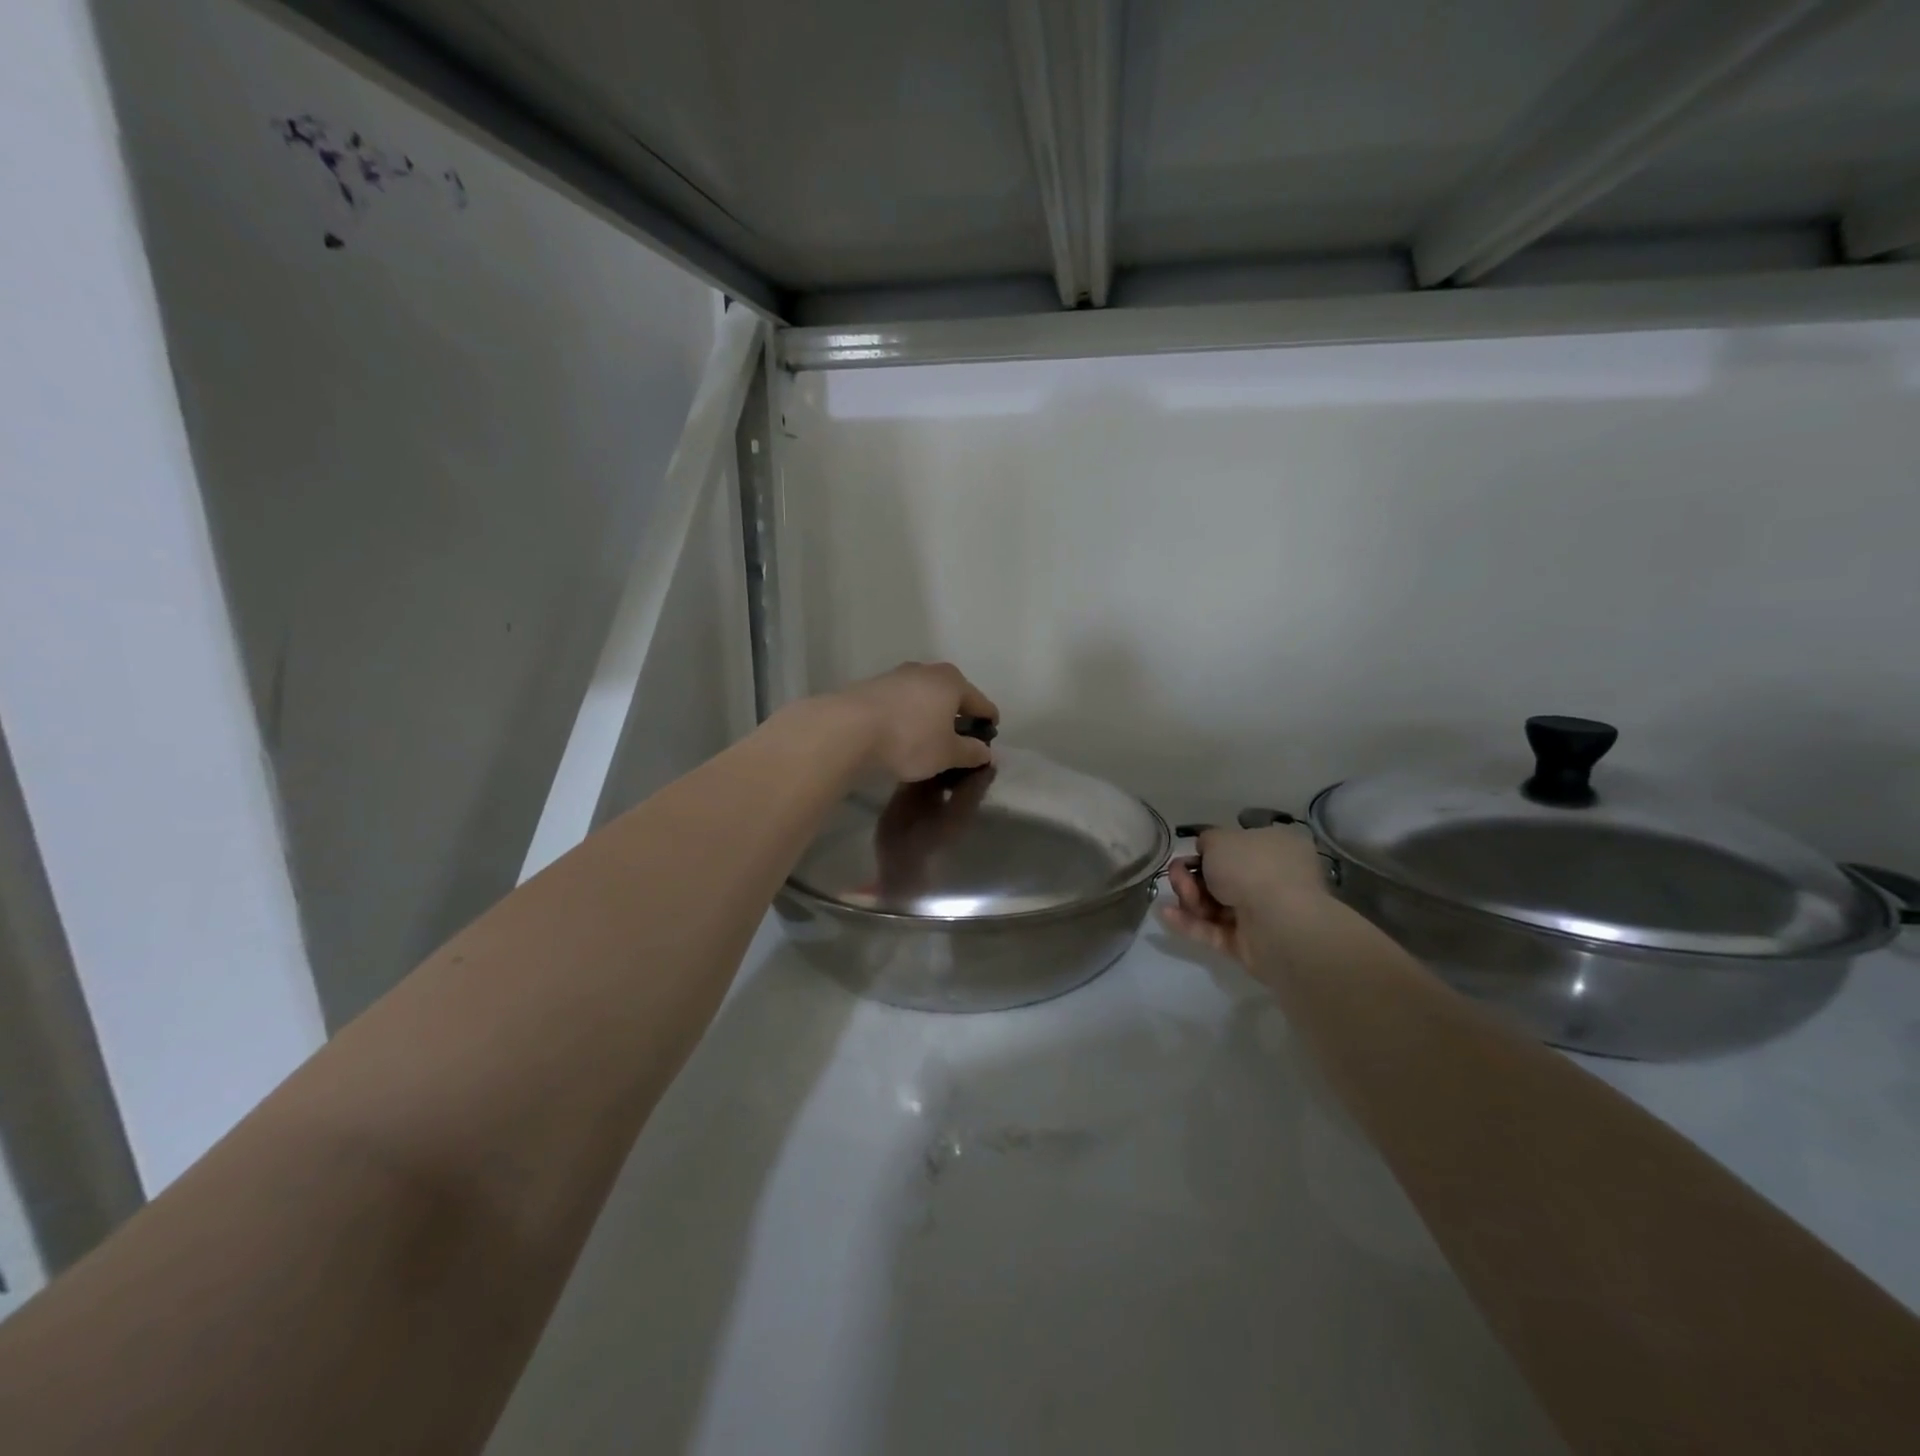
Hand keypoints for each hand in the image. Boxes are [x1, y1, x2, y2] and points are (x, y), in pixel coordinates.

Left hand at [831, 662, 999, 781]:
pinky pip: (901, 703)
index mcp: (953, 681)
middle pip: (951, 695)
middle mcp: (926, 671)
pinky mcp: (872, 687)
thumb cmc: (910, 739)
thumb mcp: (947, 754)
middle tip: (958, 742)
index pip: (981, 703)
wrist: (848, 730)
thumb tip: (985, 752)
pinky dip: (907, 717)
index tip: (988, 741)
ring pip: (924, 697)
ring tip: (928, 741)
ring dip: (930, 716)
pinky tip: (901, 736)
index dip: (988, 722)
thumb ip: (970, 753)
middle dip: (957, 717)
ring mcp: (896, 676)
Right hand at [1160, 826, 1330, 969]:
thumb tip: (1206, 851)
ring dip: (1189, 898)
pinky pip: (1213, 931)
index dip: (1210, 850)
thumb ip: (1207, 840)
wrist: (1278, 922)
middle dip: (1192, 876)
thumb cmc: (1252, 868)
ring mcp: (1261, 914)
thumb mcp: (1220, 838)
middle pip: (1221, 877)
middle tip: (1178, 876)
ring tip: (1178, 896)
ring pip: (1215, 904)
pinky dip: (1189, 923)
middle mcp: (1273, 879)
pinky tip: (1165, 914)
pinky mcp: (1248, 944)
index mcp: (1276, 848)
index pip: (1239, 846)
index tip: (1190, 853)